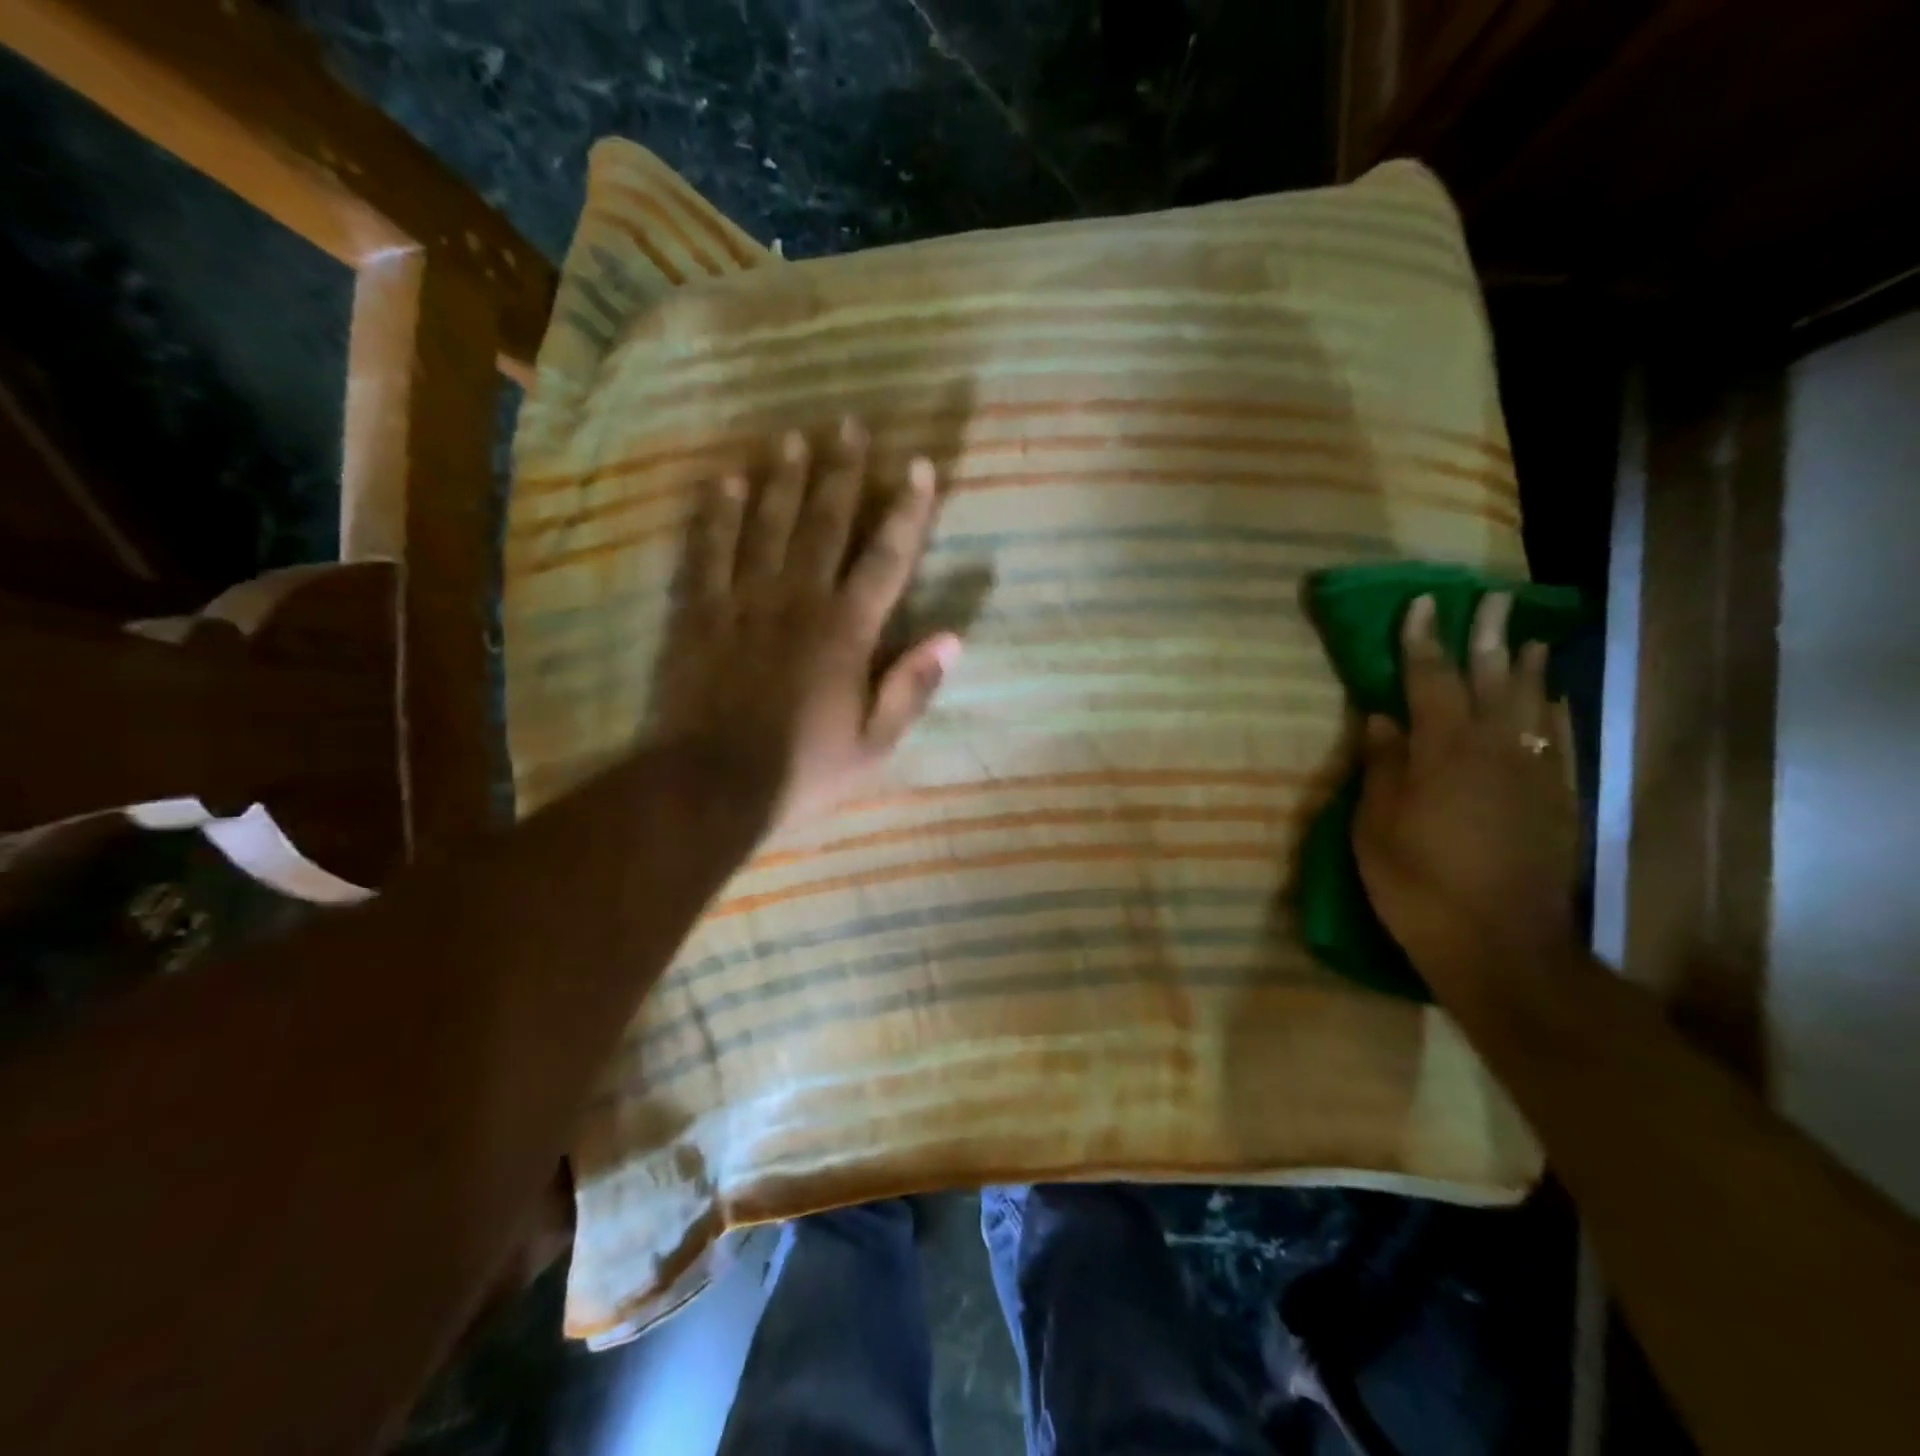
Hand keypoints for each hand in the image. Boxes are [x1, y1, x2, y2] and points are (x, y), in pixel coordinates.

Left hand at [651, 418, 960, 831]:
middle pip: (823, 523)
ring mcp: (742, 601)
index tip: (917, 467)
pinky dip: (717, 515)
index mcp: (846, 630)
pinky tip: (725, 482)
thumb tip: (953, 639)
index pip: (886, 558)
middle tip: (850, 424)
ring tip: (792, 437)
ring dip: (782, 479)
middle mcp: (797, 600)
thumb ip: (911, 688)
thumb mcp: (873, 743)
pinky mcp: (697, 613)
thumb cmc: (802, 769)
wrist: (711, 785)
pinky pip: (707, 551)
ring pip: (766, 525)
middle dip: (841, 472)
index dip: (906, 511)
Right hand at [1352, 593, 1578, 971]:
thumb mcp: (1375, 827)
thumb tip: (1381, 719)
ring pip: (1534, 706)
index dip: (1423, 641)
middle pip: (1492, 680)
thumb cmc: (1417, 885)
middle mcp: (1494, 751)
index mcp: (1442, 753)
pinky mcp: (1559, 801)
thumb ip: (1382, 767)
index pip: (1430, 681)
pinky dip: (1557, 714)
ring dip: (1529, 668)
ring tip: (1529, 637)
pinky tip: (1555, 700)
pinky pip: (1561, 743)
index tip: (1421, 604)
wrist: (1499, 944)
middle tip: (1490, 600)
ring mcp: (1534, 775)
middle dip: (1487, 637)